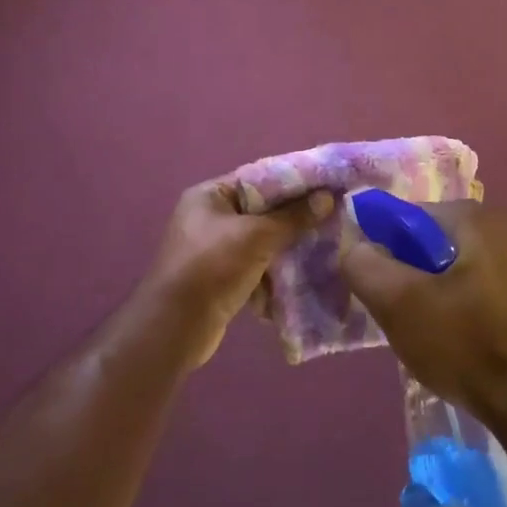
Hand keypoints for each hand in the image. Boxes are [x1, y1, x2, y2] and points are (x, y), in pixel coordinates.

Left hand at [145, 179, 333, 367]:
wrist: (175, 327)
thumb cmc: (212, 267)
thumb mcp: (257, 235)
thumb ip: (294, 216)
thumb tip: (328, 197)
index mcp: (210, 195)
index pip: (259, 178)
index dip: (293, 182)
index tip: (327, 187)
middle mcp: (209, 217)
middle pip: (262, 210)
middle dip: (294, 218)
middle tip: (331, 219)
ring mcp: (214, 250)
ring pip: (262, 241)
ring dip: (287, 248)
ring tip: (323, 248)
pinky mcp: (221, 278)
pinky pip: (255, 267)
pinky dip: (274, 273)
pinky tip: (300, 278)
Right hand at [341, 200, 506, 417]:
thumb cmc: (466, 344)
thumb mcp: (399, 304)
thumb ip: (364, 266)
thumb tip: (355, 247)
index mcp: (476, 218)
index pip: (408, 218)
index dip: (384, 250)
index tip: (379, 289)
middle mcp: (505, 230)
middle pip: (433, 245)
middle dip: (410, 275)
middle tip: (400, 315)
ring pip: (456, 271)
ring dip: (435, 295)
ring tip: (428, 335)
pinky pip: (481, 293)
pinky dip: (463, 310)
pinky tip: (460, 344)